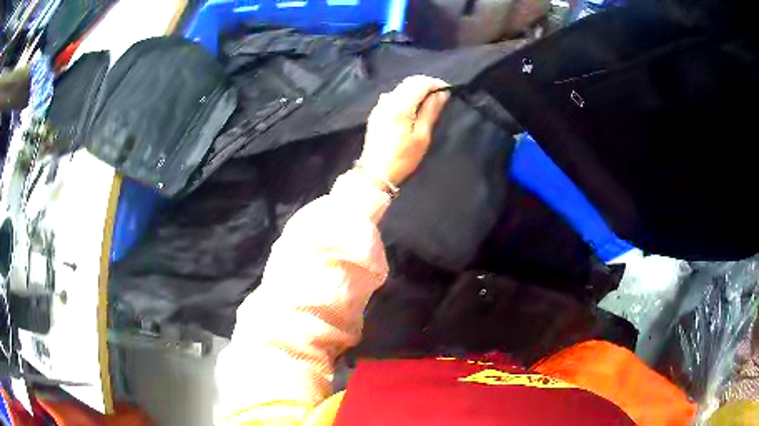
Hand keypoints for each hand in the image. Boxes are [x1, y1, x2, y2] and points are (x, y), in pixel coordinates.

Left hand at [358, 75, 449, 186]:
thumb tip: (442, 94)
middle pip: (409, 82)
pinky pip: (393, 96)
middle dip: (426, 84)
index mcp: (400, 105)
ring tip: (429, 101)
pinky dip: (406, 96)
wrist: (375, 173)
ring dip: (416, 89)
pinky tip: (413, 107)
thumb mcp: (422, 136)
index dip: (436, 83)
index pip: (420, 83)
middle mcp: (388, 100)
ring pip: (400, 88)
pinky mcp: (376, 113)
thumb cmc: (402, 158)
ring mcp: (379, 106)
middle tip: (441, 94)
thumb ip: (431, 111)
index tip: (448, 90)